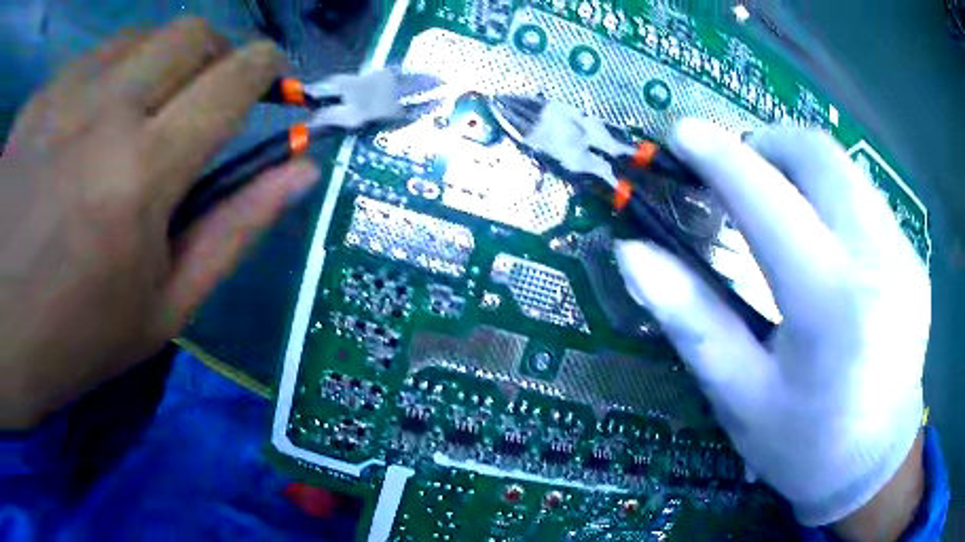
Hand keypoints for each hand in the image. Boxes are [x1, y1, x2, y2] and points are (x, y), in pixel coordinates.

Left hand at [0, 19, 319, 428]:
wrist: (3, 339)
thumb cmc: (74, 341)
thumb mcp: (163, 310)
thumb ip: (235, 230)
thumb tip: (301, 172)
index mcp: (141, 174)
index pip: (232, 78)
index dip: (266, 68)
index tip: (273, 80)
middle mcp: (100, 113)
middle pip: (190, 33)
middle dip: (214, 53)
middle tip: (200, 97)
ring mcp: (57, 97)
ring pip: (135, 39)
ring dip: (153, 66)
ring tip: (130, 119)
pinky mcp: (34, 102)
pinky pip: (83, 64)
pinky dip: (100, 82)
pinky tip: (75, 131)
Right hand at [616, 120, 928, 530]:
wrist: (875, 466)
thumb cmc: (804, 446)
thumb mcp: (740, 397)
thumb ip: (692, 321)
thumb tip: (635, 255)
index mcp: (831, 307)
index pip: (770, 203)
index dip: (722, 158)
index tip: (684, 133)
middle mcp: (879, 263)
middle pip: (821, 156)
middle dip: (770, 143)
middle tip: (740, 168)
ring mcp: (905, 257)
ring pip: (848, 169)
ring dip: (804, 167)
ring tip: (780, 199)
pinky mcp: (915, 261)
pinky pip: (869, 201)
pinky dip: (835, 197)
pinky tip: (826, 242)